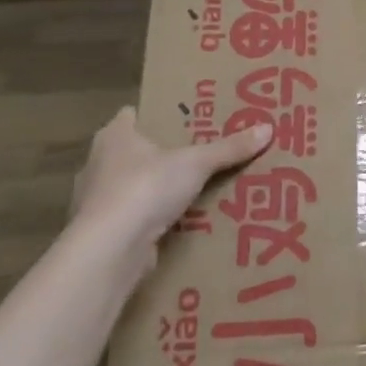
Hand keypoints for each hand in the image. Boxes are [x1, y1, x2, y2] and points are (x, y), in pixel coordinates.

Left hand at [71, 106, 272, 266]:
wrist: (109, 251)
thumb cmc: (145, 188)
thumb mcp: (196, 163)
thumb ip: (229, 148)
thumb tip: (268, 128)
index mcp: (114, 135)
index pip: (134, 114)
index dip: (158, 114)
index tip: (186, 118)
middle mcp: (99, 163)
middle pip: (136, 151)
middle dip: (164, 154)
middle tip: (200, 153)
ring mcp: (98, 200)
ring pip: (134, 186)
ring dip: (158, 190)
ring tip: (195, 190)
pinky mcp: (104, 233)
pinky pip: (135, 218)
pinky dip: (153, 220)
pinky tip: (179, 224)